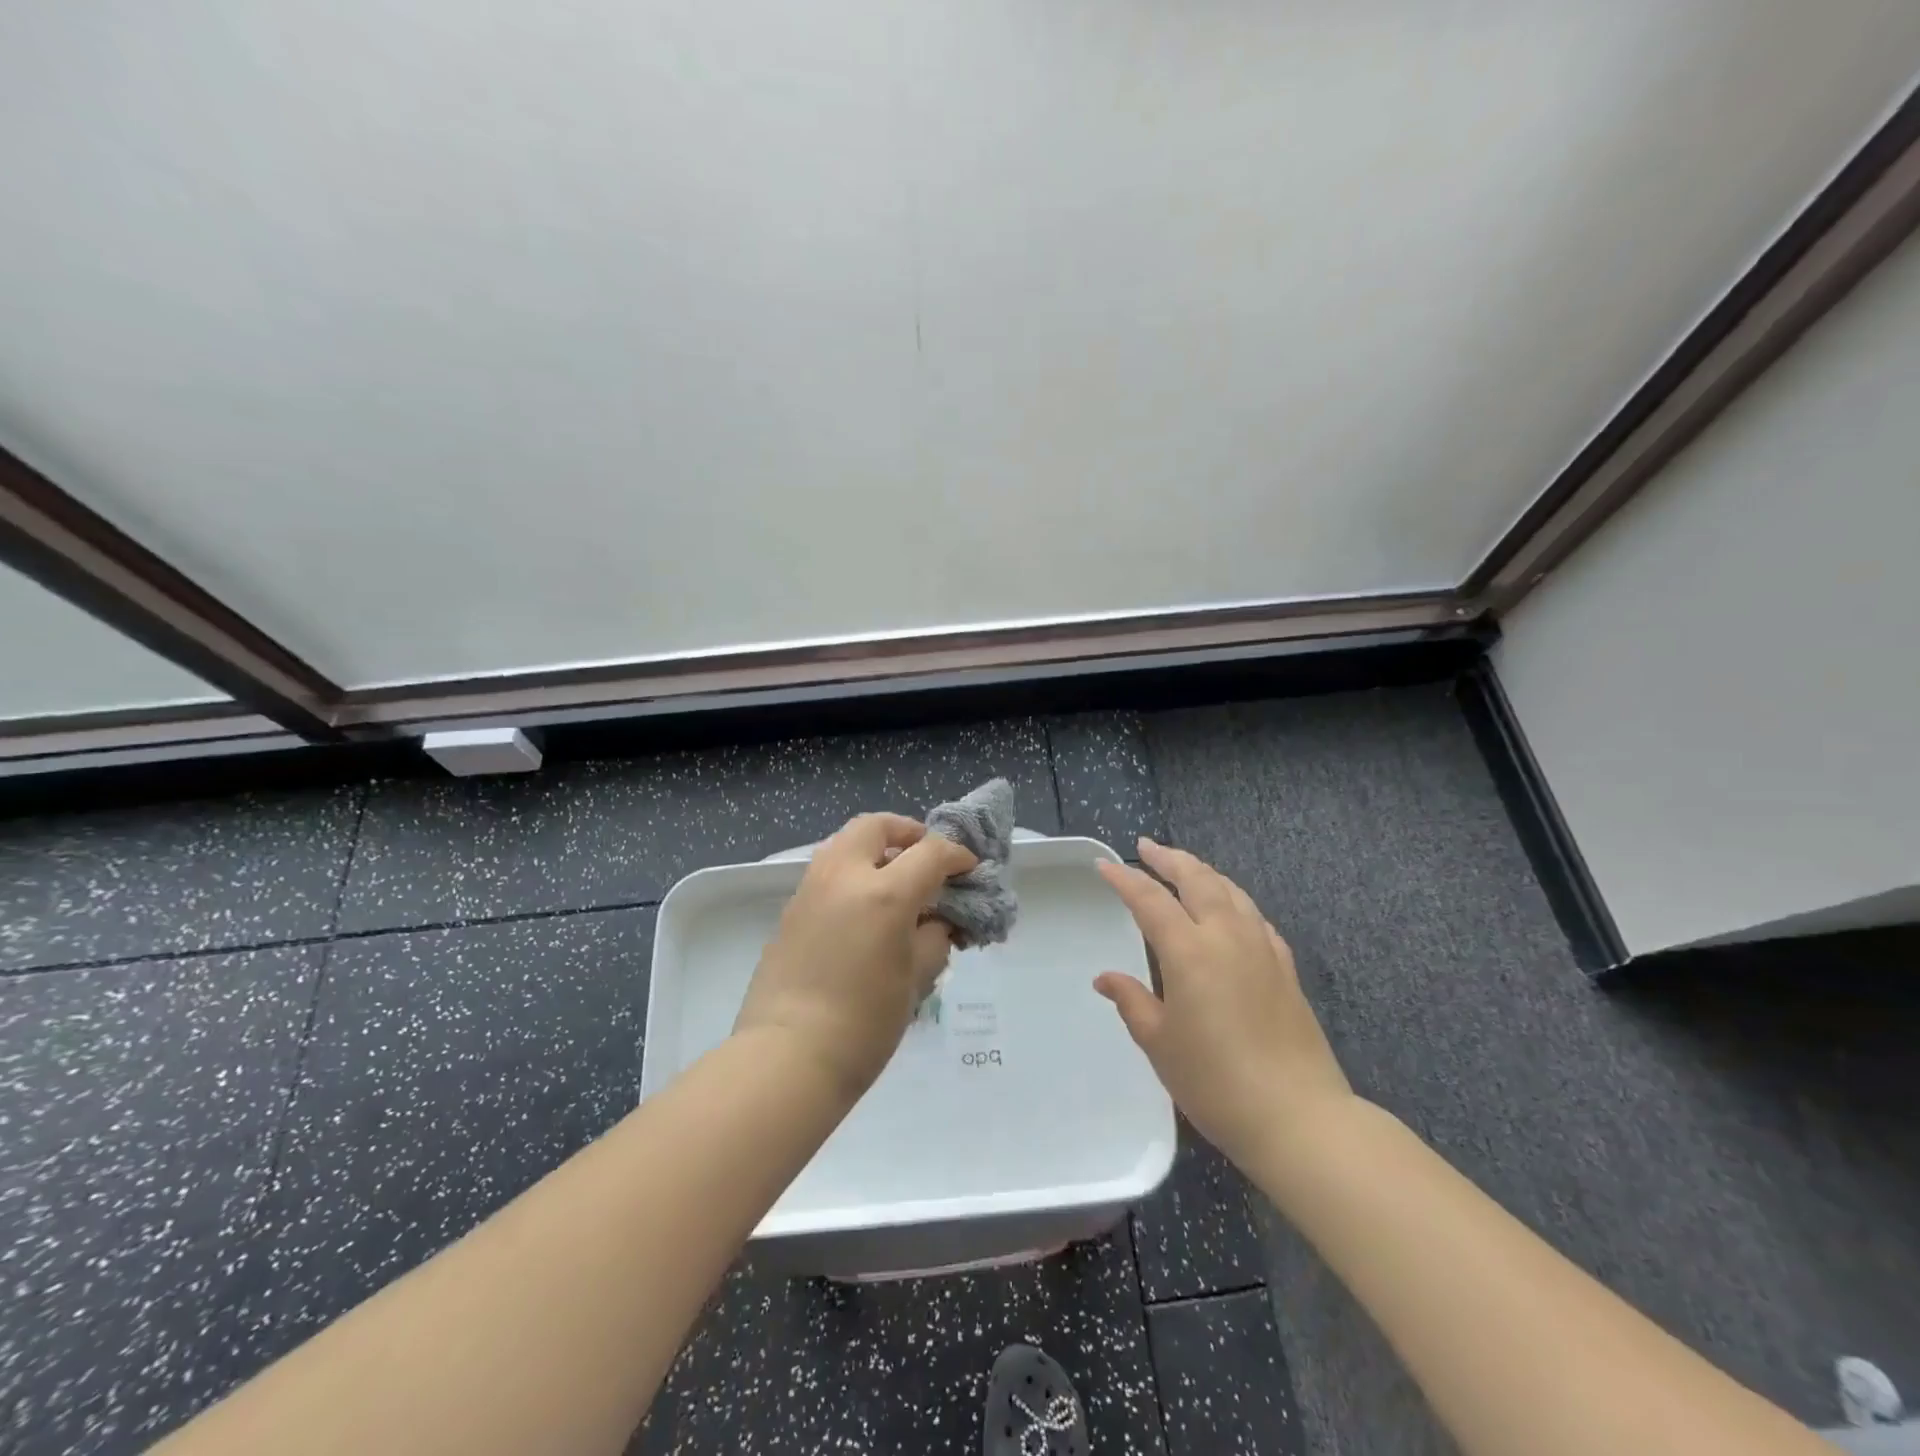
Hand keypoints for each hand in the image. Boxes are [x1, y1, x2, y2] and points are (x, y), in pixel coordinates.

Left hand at [735, 814, 975, 1103]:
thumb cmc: (864, 1025)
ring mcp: (810, 889)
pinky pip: (828, 871)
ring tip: (896, 880)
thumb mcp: (916, 980)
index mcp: (884, 893)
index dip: (956, 856)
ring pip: (846, 843)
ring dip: (876, 849)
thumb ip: (933, 938)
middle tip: (925, 858)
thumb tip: (935, 921)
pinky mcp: (790, 909)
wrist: (787, 1057)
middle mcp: (844, 876)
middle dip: (907, 833)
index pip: (930, 853)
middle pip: (877, 826)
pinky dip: (853, 872)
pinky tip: (865, 908)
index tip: (968, 869)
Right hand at [1094, 838, 1352, 1168]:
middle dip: (1169, 858)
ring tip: (1185, 868)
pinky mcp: (1286, 968)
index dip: (1125, 878)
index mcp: (1190, 951)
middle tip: (1147, 846)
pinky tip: (1231, 909)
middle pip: (1197, 879)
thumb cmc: (1216, 1083)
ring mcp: (1262, 949)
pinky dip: (1234, 900)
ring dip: (1203, 872)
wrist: (1299, 1117)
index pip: (1150, 900)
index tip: (1104, 864)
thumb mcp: (1159, 1043)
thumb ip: (1132, 1001)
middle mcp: (1227, 937)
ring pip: (1231, 891)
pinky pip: (1255, 916)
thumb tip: (1105, 978)